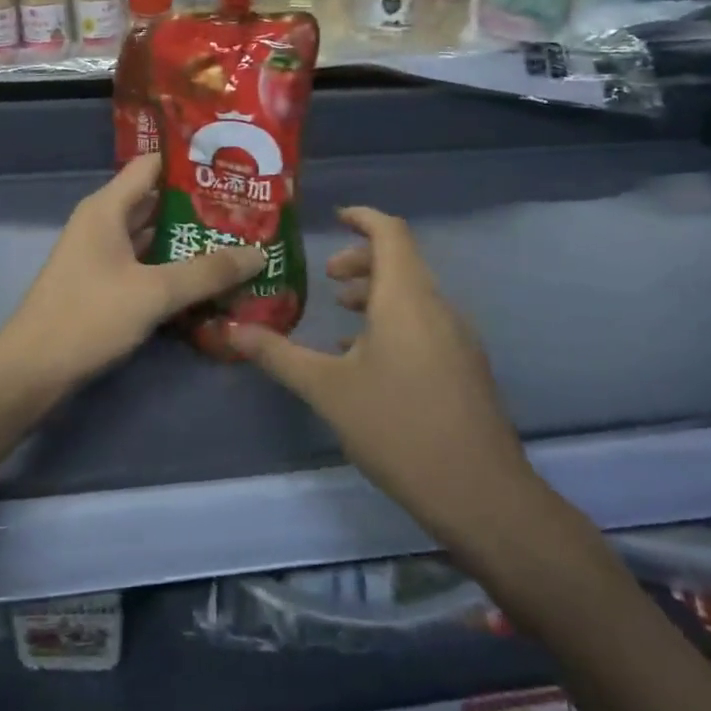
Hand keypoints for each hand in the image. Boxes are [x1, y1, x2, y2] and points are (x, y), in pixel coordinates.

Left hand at [0, 154, 264, 393]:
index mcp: (107, 208)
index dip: (190, 161)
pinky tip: (209, 280)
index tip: (233, 166)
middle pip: (157, 202)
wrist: (33, 370)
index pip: (152, 165)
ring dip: (190, 240)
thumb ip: (207, 272)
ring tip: (240, 241)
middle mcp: (104, 224)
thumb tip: (259, 254)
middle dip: (200, 206)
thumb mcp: (154, 293)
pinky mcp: (105, 285)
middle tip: (249, 210)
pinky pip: (146, 266)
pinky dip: (174, 269)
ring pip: (154, 237)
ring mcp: (103, 256)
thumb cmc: (89, 317)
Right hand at [226, 207, 552, 554]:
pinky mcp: (464, 367)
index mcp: (406, 298)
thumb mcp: (326, 389)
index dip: (363, 218)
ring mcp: (457, 338)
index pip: (390, 233)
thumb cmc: (397, 427)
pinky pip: (425, 322)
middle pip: (401, 262)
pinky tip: (366, 358)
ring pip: (413, 294)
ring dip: (376, 292)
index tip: (335, 217)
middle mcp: (437, 307)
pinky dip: (393, 320)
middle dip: (361, 259)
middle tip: (326, 276)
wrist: (480, 494)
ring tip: (339, 314)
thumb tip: (230, 330)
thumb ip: (278, 354)